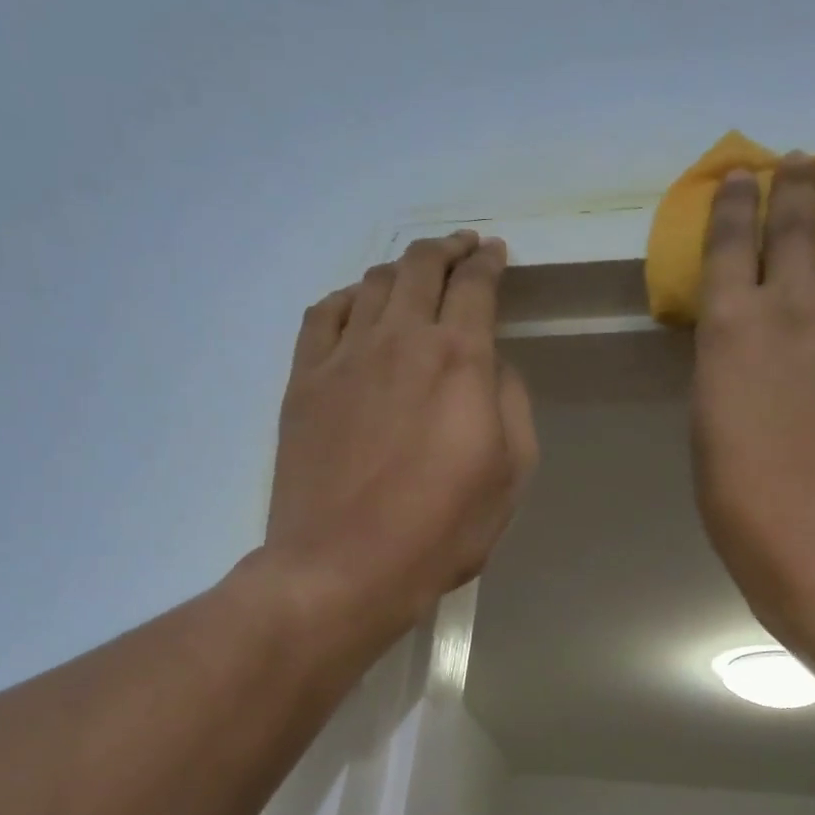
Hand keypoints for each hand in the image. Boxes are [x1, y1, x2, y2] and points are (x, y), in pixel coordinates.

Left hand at [265, 231, 537, 643]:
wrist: (342, 567)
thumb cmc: (439, 530)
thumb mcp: (511, 474)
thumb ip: (510, 403)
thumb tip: (493, 367)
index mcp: (458, 359)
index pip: (475, 285)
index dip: (487, 261)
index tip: (494, 252)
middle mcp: (400, 340)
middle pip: (420, 266)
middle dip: (446, 248)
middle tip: (461, 247)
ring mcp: (344, 357)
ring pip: (371, 283)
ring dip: (399, 269)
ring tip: (413, 276)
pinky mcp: (303, 381)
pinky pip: (322, 315)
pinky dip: (345, 298)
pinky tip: (355, 305)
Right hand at [691, 153, 814, 653]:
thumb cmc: (737, 485)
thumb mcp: (713, 408)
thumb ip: (734, 354)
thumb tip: (758, 334)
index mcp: (730, 323)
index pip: (729, 239)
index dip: (734, 202)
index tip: (743, 175)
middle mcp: (793, 304)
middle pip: (798, 222)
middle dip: (797, 186)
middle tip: (803, 164)